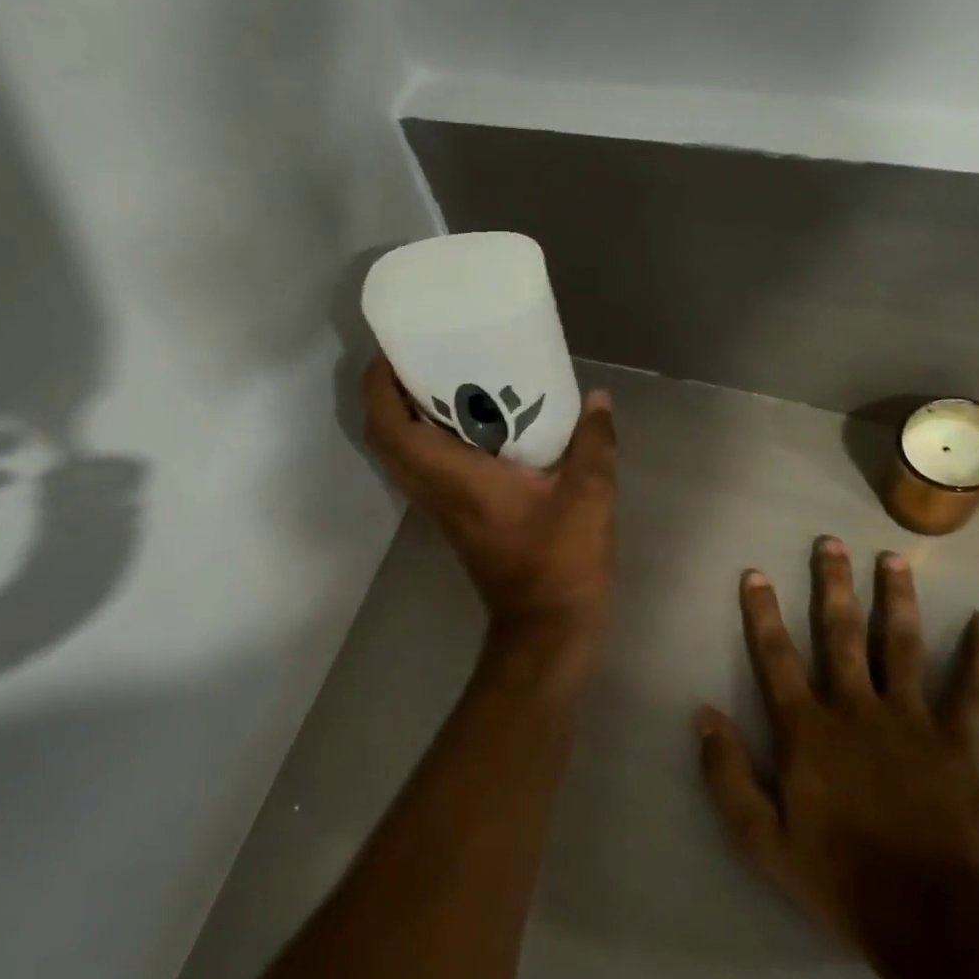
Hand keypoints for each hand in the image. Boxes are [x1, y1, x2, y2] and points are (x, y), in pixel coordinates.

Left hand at [362, 358, 616, 644]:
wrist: (548, 627)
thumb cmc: (561, 562)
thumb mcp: (589, 495)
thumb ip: (593, 442)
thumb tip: (598, 399)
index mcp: (455, 478)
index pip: (392, 427)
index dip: (380, 386)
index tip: (392, 350)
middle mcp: (436, 492)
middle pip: (385, 438)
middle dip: (387, 395)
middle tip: (417, 359)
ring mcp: (441, 510)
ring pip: (400, 458)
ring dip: (405, 419)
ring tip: (438, 382)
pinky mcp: (456, 521)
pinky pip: (424, 471)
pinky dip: (428, 442)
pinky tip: (470, 425)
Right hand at [696, 540, 978, 954]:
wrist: (927, 918)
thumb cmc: (835, 875)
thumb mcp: (759, 836)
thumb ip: (726, 772)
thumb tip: (703, 714)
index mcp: (807, 730)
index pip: (776, 658)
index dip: (762, 614)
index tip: (755, 574)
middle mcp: (856, 710)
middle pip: (842, 635)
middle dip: (832, 585)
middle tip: (830, 543)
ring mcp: (912, 723)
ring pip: (903, 647)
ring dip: (896, 600)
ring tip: (893, 560)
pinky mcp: (960, 746)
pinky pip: (973, 694)